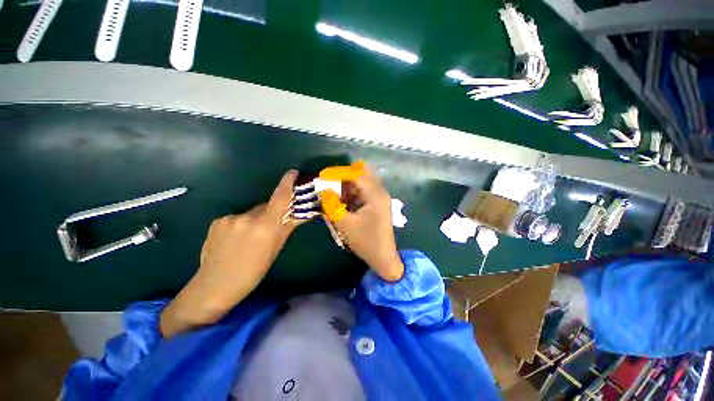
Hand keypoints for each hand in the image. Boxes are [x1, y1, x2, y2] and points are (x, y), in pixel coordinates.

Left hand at [160, 170, 299, 336]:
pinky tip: (236, 240)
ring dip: (256, 220)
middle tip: (271, 228)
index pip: (279, 198)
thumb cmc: (252, 271)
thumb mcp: (274, 249)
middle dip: (272, 213)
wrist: (214, 286)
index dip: (287, 183)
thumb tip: (301, 214)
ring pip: (252, 213)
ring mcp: (229, 218)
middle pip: (266, 207)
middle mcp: (247, 217)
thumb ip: (287, 227)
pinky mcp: (217, 221)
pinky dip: (241, 224)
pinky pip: (237, 218)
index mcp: (264, 226)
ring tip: (250, 239)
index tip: (293, 172)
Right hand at [335, 166, 403, 281]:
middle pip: (362, 174)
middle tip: (330, 183)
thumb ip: (332, 205)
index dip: (338, 173)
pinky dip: (352, 194)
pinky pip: (364, 192)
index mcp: (375, 195)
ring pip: (362, 183)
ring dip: (348, 186)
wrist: (383, 258)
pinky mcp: (378, 204)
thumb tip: (325, 190)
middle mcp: (380, 192)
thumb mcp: (345, 224)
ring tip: (334, 196)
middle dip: (344, 176)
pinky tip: (343, 203)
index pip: (356, 175)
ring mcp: (380, 198)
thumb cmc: (365, 242)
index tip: (323, 175)